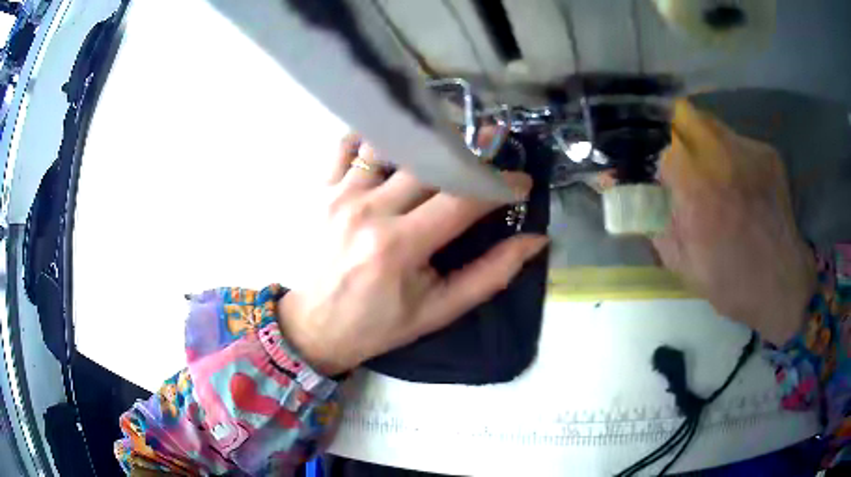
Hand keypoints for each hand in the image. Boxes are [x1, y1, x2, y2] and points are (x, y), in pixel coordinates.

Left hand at [278, 134, 548, 374]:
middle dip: (473, 149)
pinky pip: (348, 145)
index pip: (464, 199)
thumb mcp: (438, 311)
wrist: (313, 326)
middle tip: (495, 146)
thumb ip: (490, 275)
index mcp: (400, 246)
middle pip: (431, 160)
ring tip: (448, 143)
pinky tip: (394, 144)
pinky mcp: (322, 189)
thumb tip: (535, 240)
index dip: (501, 185)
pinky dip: (374, 137)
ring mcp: (340, 194)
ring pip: (391, 142)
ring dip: (426, 137)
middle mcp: (369, 211)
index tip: (521, 182)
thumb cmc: (377, 325)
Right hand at [653, 101, 816, 344]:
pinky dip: (727, 154)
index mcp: (696, 188)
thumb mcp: (680, 261)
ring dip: (699, 141)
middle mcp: (722, 157)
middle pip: (682, 115)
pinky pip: (735, 139)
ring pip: (709, 123)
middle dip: (671, 133)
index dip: (645, 143)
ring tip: (708, 174)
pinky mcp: (767, 153)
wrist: (783, 286)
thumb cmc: (730, 283)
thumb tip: (617, 183)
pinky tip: (737, 184)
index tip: (645, 159)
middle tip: (674, 161)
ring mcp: (748, 151)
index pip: (656, 136)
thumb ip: (649, 217)